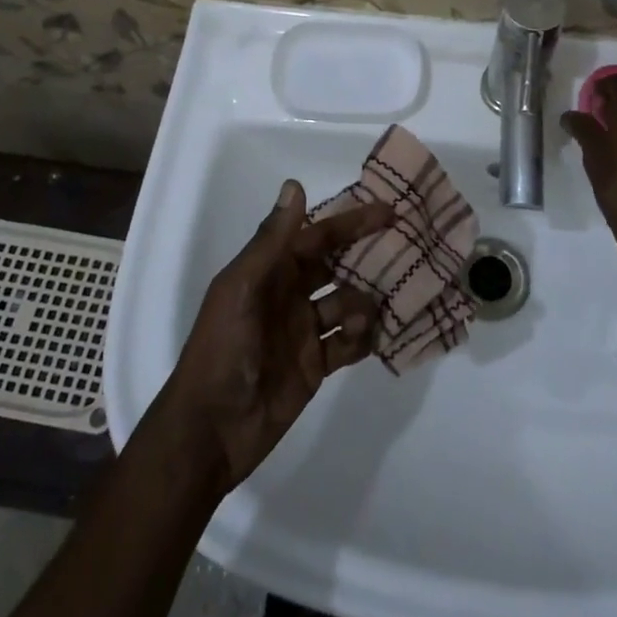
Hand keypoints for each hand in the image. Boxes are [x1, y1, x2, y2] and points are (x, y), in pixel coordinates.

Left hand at [163, 181, 392, 489]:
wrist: (210, 431)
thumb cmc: (222, 349)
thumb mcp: (242, 288)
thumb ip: (271, 240)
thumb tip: (295, 185)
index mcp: (269, 271)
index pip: (317, 237)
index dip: (349, 222)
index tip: (387, 211)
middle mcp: (289, 294)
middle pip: (336, 265)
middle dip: (366, 256)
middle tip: (405, 248)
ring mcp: (304, 330)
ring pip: (347, 302)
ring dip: (366, 300)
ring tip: (380, 308)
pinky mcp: (315, 365)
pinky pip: (348, 343)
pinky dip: (365, 337)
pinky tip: (377, 336)